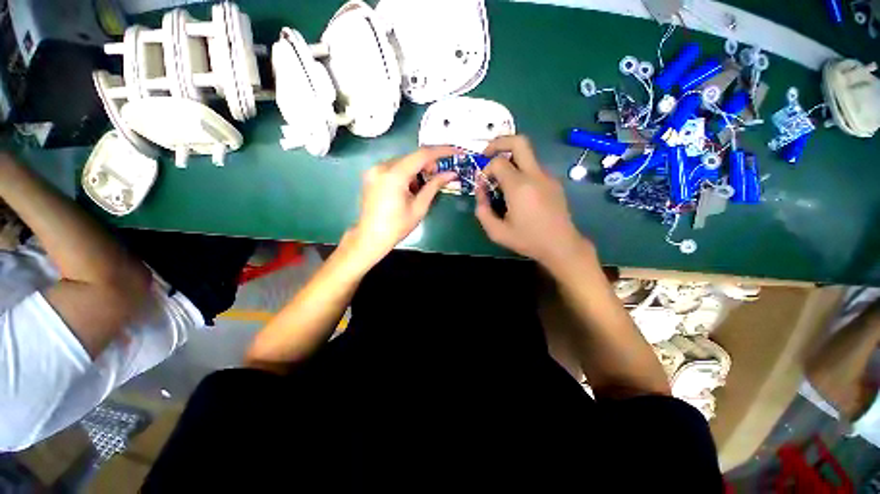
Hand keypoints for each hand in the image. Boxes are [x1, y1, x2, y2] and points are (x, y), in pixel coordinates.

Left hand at [348, 146, 457, 264]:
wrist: (370, 237)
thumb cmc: (397, 226)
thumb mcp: (419, 207)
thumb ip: (434, 186)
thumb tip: (451, 174)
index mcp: (394, 175)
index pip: (423, 154)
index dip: (442, 151)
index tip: (456, 151)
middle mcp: (382, 166)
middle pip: (412, 157)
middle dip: (429, 164)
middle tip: (439, 177)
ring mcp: (374, 170)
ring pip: (404, 162)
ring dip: (417, 170)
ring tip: (421, 188)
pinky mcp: (371, 175)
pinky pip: (394, 167)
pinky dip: (406, 174)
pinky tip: (409, 189)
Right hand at [476, 135, 591, 269]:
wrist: (561, 245)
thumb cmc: (528, 240)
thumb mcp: (497, 232)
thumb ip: (482, 211)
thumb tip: (481, 193)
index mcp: (519, 186)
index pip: (497, 163)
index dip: (485, 171)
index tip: (483, 186)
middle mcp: (535, 175)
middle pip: (519, 141)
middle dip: (499, 142)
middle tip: (487, 155)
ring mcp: (547, 177)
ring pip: (527, 155)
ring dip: (510, 161)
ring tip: (501, 182)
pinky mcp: (553, 182)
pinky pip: (533, 168)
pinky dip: (520, 172)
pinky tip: (517, 192)